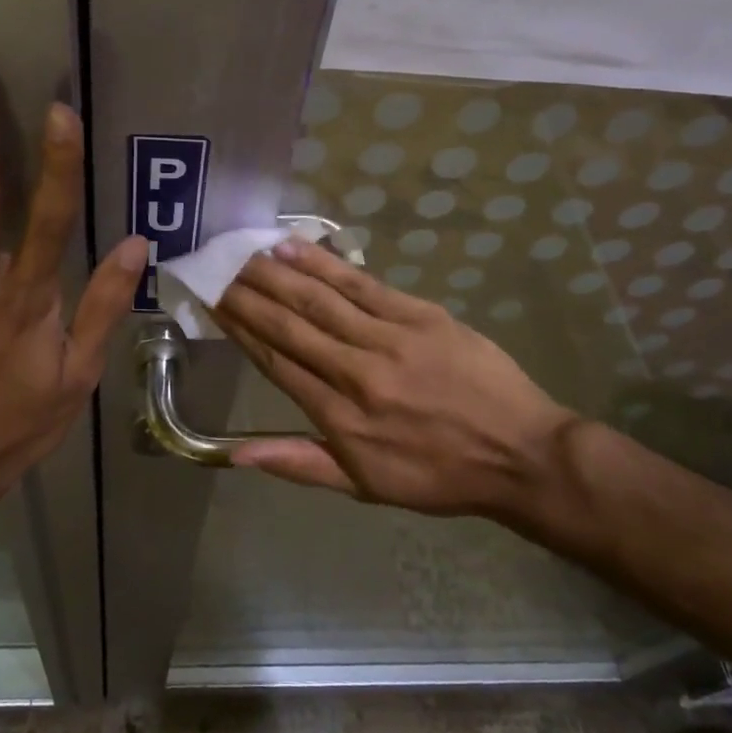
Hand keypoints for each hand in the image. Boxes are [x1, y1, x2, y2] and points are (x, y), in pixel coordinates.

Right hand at [214, 239, 581, 523]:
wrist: (519, 454)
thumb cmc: (438, 475)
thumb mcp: (364, 486)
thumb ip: (299, 463)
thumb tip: (236, 455)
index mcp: (340, 418)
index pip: (276, 362)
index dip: (240, 329)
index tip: (212, 301)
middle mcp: (356, 373)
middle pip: (289, 325)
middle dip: (247, 293)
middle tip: (215, 266)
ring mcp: (389, 339)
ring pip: (319, 299)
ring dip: (276, 272)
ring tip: (244, 251)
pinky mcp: (419, 315)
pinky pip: (361, 284)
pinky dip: (323, 263)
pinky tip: (293, 246)